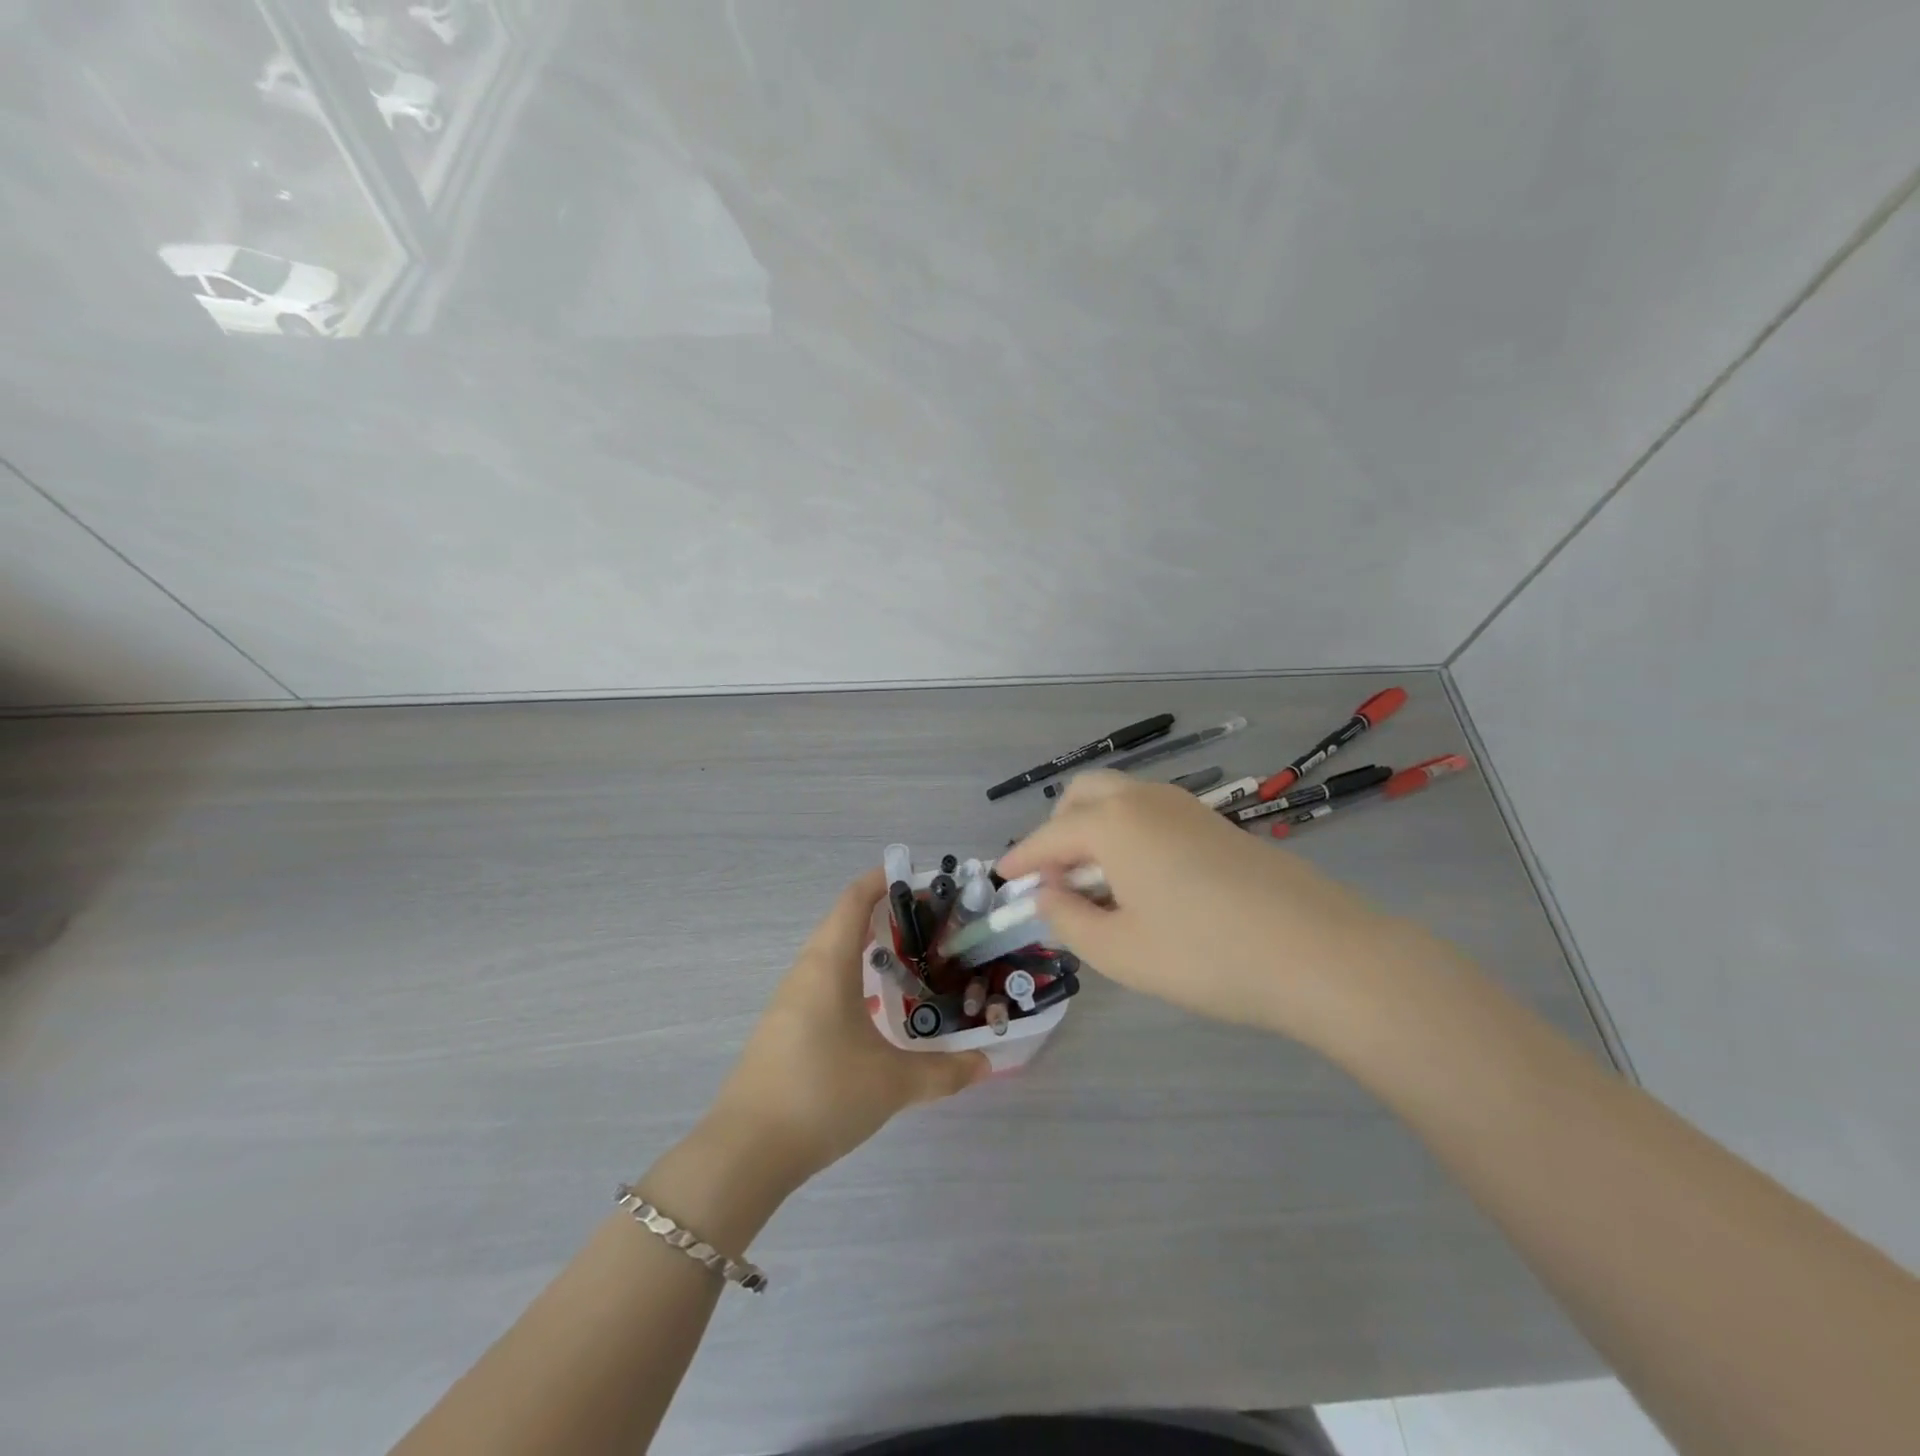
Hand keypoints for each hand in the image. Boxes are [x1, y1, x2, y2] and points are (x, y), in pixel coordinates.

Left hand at [706, 870, 987, 1186]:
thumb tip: (985, 1064)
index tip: (922, 878)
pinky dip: (854, 977)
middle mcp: (806, 971)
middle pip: (845, 921)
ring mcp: (790, 1000)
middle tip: (933, 924)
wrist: (745, 1152)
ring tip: (912, 961)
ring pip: (833, 954)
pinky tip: (878, 1008)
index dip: (885, 879)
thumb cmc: (823, 1095)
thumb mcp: (893, 1083)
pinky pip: (824, 982)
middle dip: (887, 914)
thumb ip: (944, 1071)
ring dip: (869, 948)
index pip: (855, 898)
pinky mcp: (784, 1027)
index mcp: (829, 963)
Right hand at [996, 771, 1396, 1044]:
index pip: (1048, 836)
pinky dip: (1127, 832)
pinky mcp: (1216, 823)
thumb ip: (1069, 919)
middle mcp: (1144, 799)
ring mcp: (1186, 806)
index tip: (1003, 878)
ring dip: (1093, 827)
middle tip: (1054, 877)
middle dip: (1056, 829)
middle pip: (1083, 795)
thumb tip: (1048, 893)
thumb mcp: (1120, 951)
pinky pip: (1151, 813)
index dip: (1021, 859)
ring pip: (1120, 798)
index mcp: (1112, 823)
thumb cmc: (1206, 956)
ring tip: (1096, 881)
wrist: (1320, 953)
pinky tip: (1142, 878)